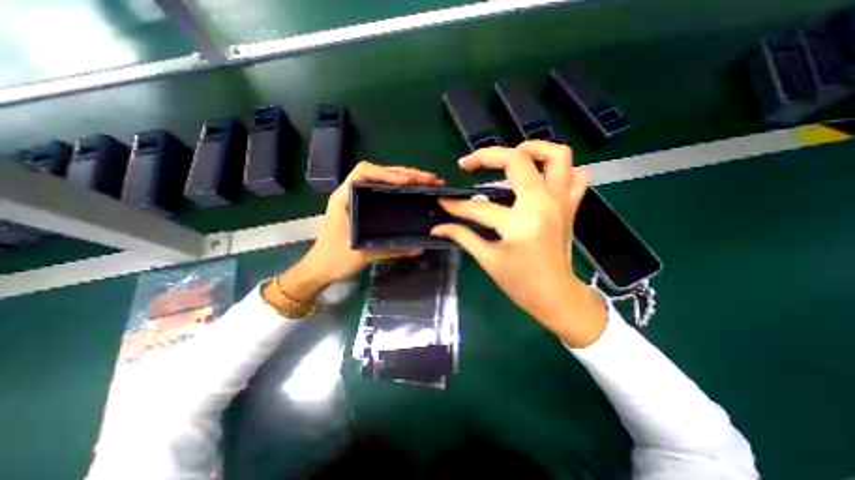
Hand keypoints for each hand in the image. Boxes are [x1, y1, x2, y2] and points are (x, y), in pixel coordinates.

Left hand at [264, 159, 444, 306]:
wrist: (320, 268)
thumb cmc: (335, 259)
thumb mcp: (363, 254)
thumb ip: (391, 249)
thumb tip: (419, 247)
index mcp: (344, 198)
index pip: (364, 172)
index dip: (387, 174)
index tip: (407, 183)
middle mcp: (351, 193)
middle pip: (379, 173)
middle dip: (406, 174)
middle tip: (430, 180)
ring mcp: (358, 199)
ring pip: (383, 180)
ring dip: (406, 178)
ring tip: (428, 182)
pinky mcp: (364, 207)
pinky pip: (384, 191)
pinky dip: (401, 189)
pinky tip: (415, 192)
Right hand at [436, 141, 607, 347]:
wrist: (557, 296)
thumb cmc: (521, 284)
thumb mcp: (488, 260)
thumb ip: (462, 237)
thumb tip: (438, 227)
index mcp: (520, 224)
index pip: (479, 208)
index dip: (457, 206)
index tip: (443, 202)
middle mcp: (543, 205)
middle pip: (516, 161)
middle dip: (486, 156)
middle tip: (469, 163)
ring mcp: (561, 202)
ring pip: (557, 156)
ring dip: (531, 148)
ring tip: (509, 156)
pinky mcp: (570, 206)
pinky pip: (575, 175)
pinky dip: (558, 169)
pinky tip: (539, 176)